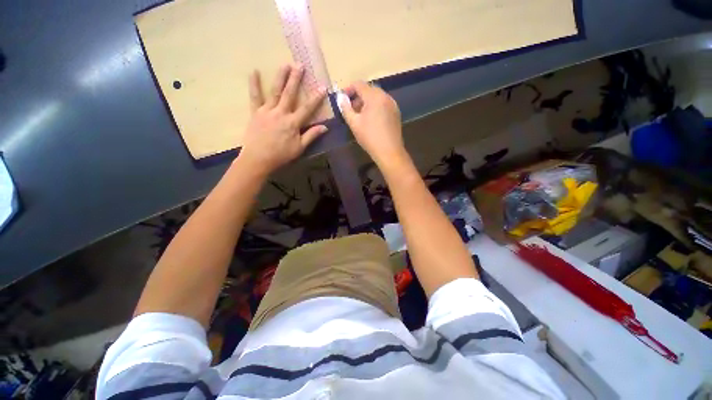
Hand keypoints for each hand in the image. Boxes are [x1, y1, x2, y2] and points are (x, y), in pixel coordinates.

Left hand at [238, 64, 327, 174]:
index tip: (322, 87)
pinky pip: (254, 96)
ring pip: (275, 91)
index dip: (316, 98)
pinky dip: (254, 84)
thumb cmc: (281, 155)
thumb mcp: (300, 148)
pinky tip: (254, 71)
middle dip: (296, 79)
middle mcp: (281, 113)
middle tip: (300, 65)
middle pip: (290, 94)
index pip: (307, 108)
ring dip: (280, 77)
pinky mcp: (255, 112)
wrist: (258, 159)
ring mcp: (267, 111)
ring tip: (285, 65)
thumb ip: (311, 136)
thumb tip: (325, 127)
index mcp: (293, 123)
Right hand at [339, 82, 404, 165]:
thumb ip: (346, 108)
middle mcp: (385, 96)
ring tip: (360, 115)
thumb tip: (340, 97)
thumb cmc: (370, 137)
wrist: (389, 152)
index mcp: (374, 96)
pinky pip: (383, 104)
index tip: (342, 99)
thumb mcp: (354, 123)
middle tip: (350, 109)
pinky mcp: (396, 113)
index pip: (359, 84)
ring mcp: (393, 104)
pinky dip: (375, 107)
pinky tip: (371, 120)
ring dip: (366, 102)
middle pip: (369, 89)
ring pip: (377, 97)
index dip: (348, 89)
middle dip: (358, 96)